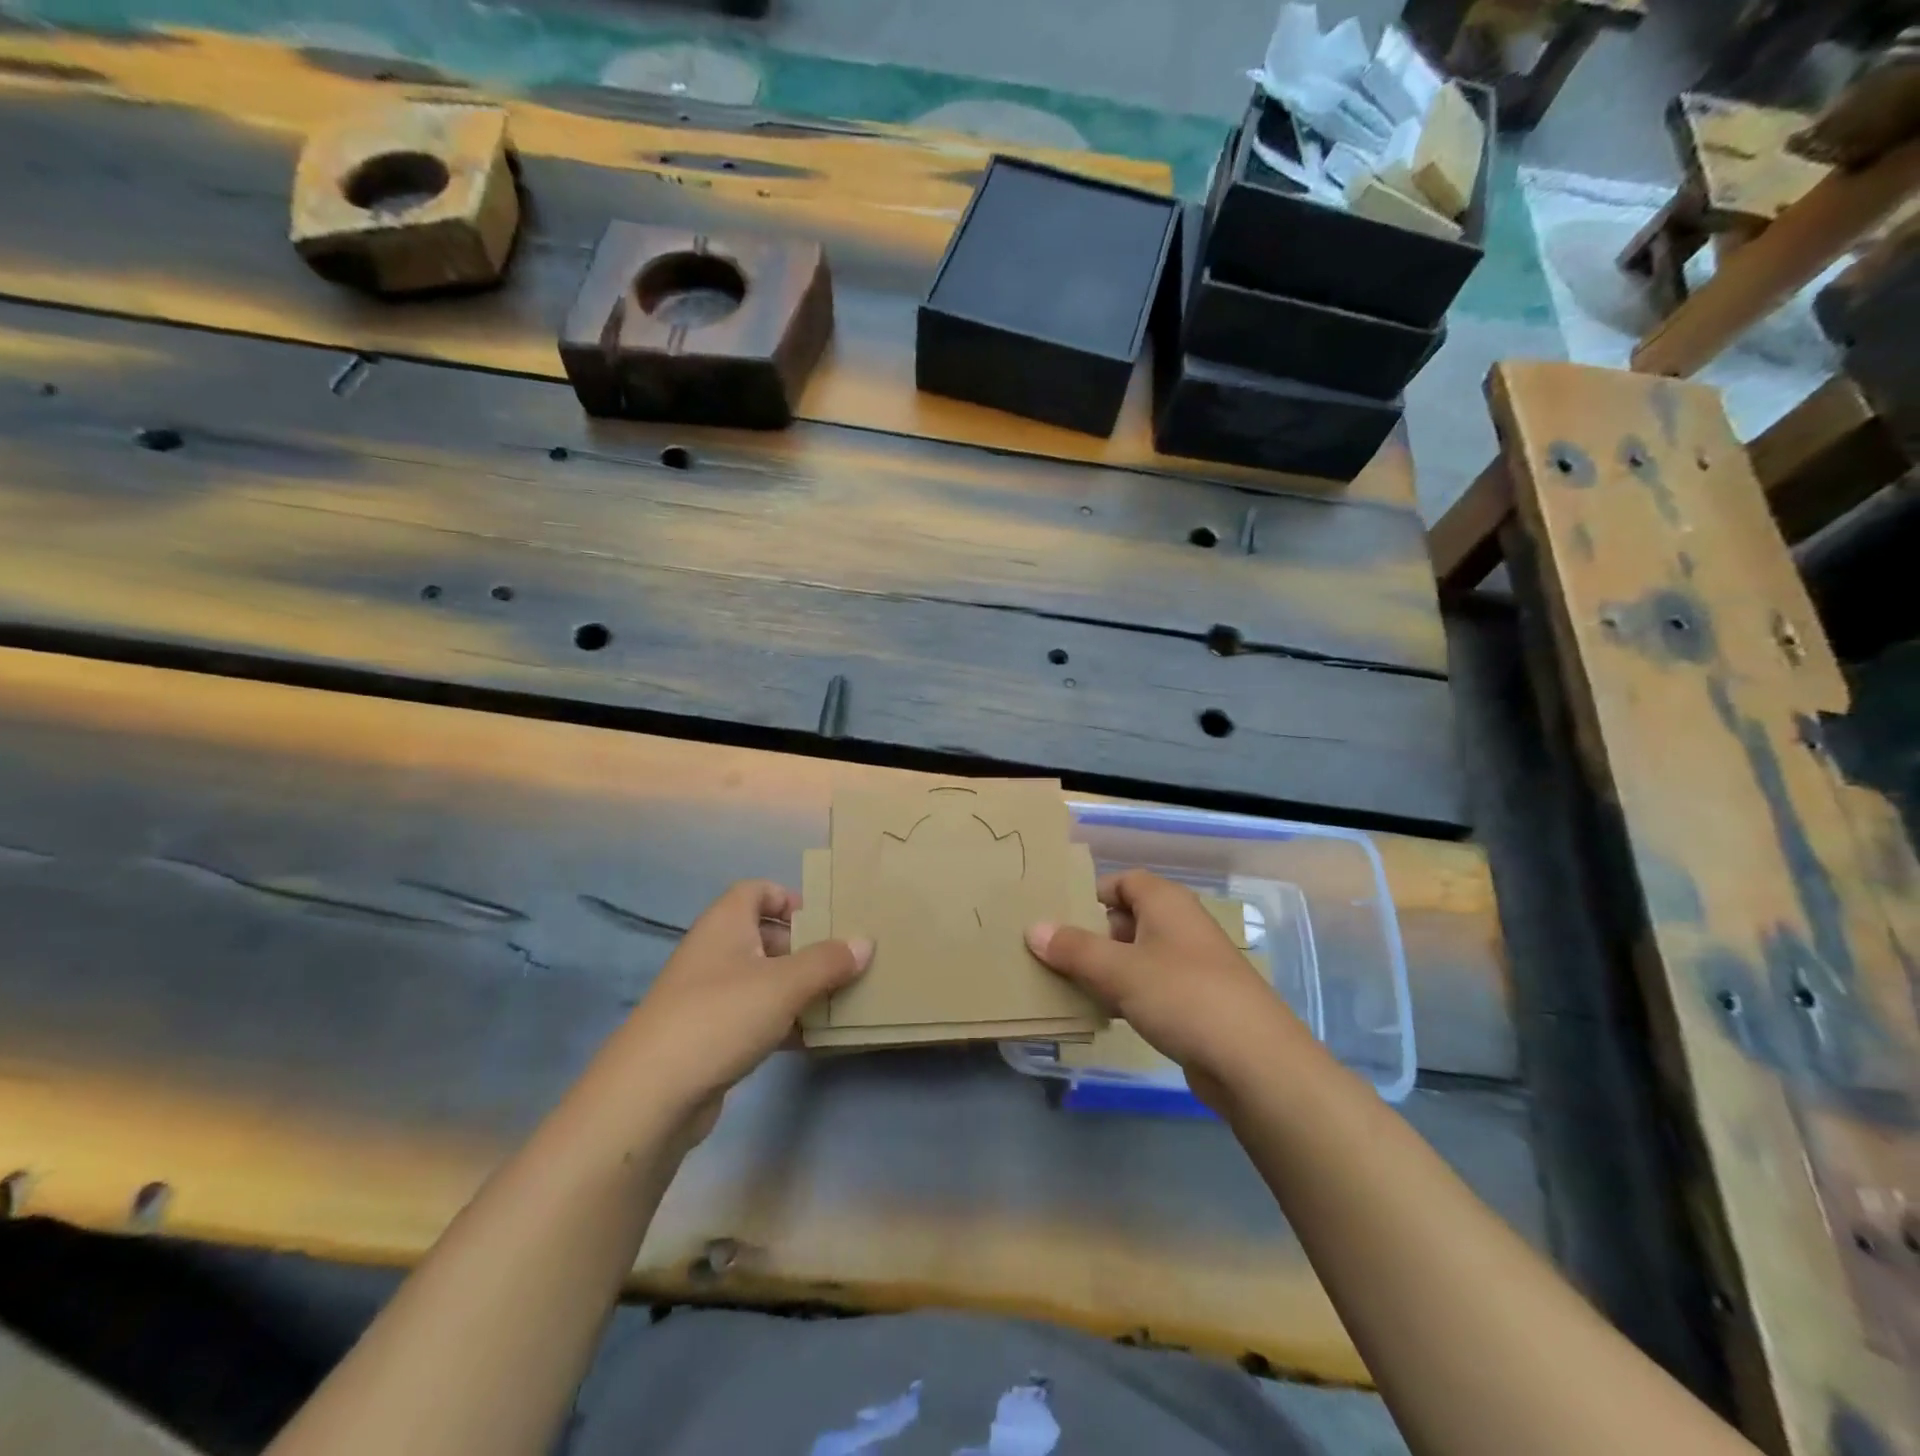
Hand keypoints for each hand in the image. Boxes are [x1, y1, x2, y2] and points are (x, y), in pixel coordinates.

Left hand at [611, 881, 869, 1135]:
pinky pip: (755, 1018)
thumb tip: (864, 943)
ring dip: (799, 989)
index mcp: (725, 924)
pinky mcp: (710, 1037)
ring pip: (763, 980)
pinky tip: (815, 1040)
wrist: (651, 1095)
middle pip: (765, 936)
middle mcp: (715, 953)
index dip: (789, 898)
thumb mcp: (784, 984)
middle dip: (805, 948)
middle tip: (844, 963)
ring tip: (840, 1000)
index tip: (825, 918)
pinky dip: (784, 1023)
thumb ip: (828, 962)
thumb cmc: (720, 1017)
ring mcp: (709, 997)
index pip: (756, 891)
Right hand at [1026, 870, 1305, 1112]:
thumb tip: (1033, 928)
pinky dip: (1126, 995)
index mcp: (1166, 903)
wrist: (1255, 1061)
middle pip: (1127, 918)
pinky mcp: (1195, 1002)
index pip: (1123, 881)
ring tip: (1066, 985)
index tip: (1056, 915)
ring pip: (1136, 956)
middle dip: (1091, 935)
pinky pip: (1150, 987)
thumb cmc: (1183, 996)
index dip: (1091, 894)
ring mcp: (1191, 966)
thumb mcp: (1119, 969)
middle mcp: (1180, 926)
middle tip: (1052, 954)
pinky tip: (1102, 1015)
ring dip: (1105, 969)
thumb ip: (1073, 948)